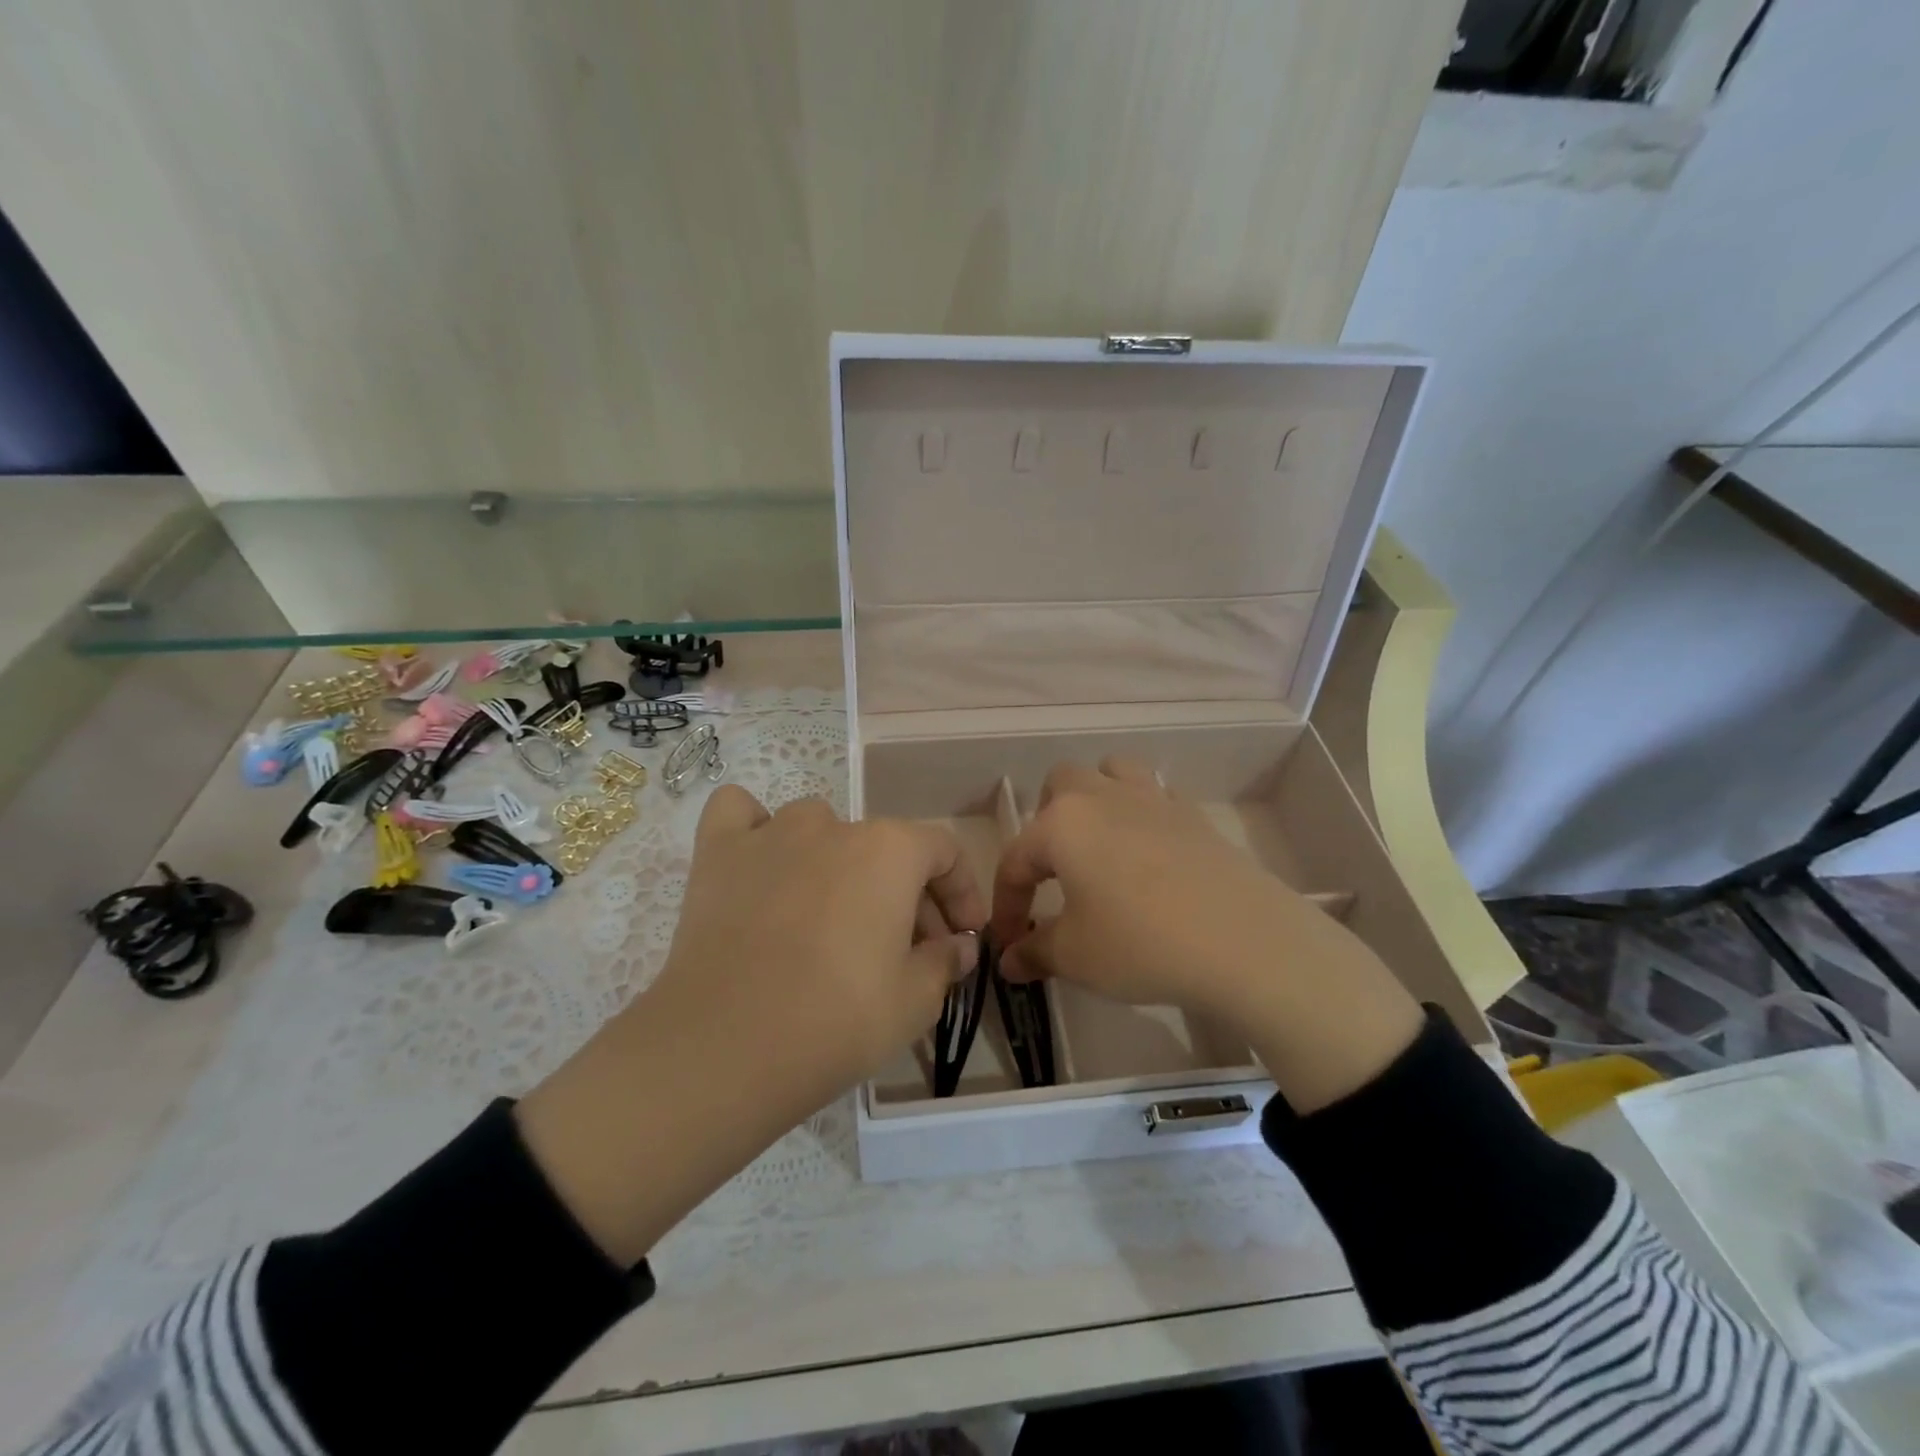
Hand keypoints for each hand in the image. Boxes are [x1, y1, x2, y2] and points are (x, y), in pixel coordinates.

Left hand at [651, 787, 985, 1111]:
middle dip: (908, 894)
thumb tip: (960, 945)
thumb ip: (946, 961)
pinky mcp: (717, 854)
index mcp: (890, 850)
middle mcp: (834, 825)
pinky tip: (761, 864)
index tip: (964, 936)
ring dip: (837, 861)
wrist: (725, 1047)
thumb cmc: (837, 1020)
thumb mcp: (915, 1002)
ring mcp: (771, 834)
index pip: (944, 851)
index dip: (962, 892)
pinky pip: (739, 814)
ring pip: (818, 827)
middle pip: (885, 847)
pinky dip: (754, 830)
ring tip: (832, 912)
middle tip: (909, 951)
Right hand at [990, 758, 1422, 1113]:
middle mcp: (1102, 796)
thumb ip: (1033, 952)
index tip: (1010, 944)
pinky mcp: (1193, 814)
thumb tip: (1008, 960)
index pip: (1015, 860)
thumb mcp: (1075, 956)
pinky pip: (1156, 796)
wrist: (1242, 942)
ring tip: (1099, 843)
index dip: (1007, 905)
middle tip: (1054, 872)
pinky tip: (1150, 853)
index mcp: (1062, 824)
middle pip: (1060, 785)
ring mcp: (1152, 798)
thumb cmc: (1140, 943)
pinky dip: (1143, 814)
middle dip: (1046, 823)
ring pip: (1111, 772)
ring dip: (1096, 797)